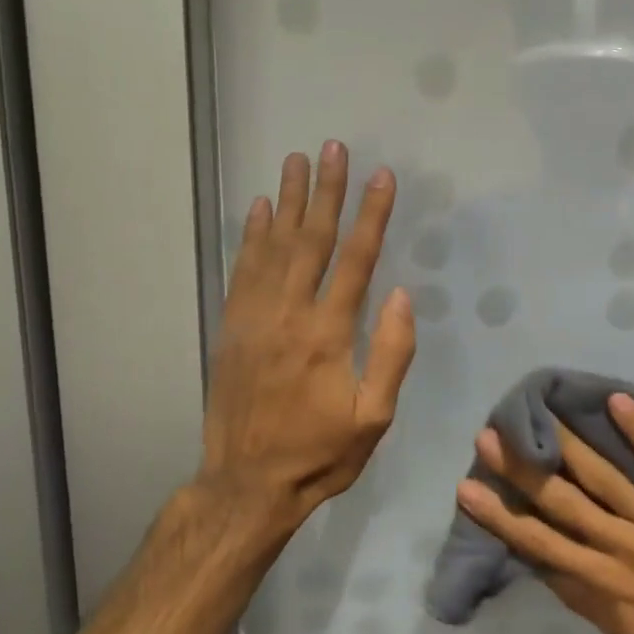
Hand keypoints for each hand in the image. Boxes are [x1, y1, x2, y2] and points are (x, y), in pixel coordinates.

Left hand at [197, 143, 415, 536]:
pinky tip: (258, 209)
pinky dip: (251, 235)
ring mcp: (254, 319)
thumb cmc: (321, 454)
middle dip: (326, 191)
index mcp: (329, 335)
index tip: (382, 177)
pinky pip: (242, 270)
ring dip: (287, 200)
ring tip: (295, 160)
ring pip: (273, 247)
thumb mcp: (374, 418)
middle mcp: (289, 315)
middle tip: (332, 147)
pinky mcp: (232, 328)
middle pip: (311, 240)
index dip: (372, 216)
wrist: (247, 485)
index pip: (356, 261)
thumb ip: (392, 355)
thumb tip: (401, 295)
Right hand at [458, 393, 633, 633]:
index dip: (501, 516)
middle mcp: (626, 547)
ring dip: (569, 445)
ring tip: (540, 415)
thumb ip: (585, 598)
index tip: (469, 488)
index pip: (541, 545)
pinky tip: (619, 400)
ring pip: (606, 477)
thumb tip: (544, 563)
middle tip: (490, 437)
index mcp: (606, 584)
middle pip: (564, 503)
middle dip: (524, 470)